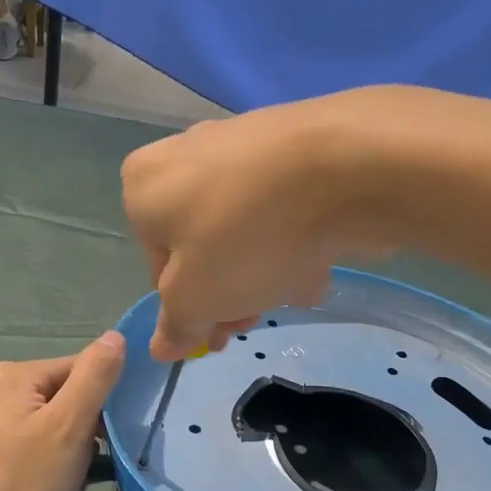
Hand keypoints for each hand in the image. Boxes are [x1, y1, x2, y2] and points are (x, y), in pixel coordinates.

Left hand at [0, 332, 126, 490]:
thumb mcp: (69, 429)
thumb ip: (95, 377)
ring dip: (61, 450)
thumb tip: (116, 335)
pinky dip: (35, 465)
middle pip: (57, 396)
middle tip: (81, 468)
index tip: (106, 441)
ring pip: (39, 425)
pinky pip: (17, 447)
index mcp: (10, 375)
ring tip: (61, 487)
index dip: (102, 402)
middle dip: (80, 429)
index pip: (78, 368)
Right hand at [121, 92, 392, 360]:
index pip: (157, 267)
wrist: (346, 165)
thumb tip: (161, 346)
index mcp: (144, 186)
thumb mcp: (197, 298)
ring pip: (245, 229)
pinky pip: (282, 205)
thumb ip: (177, 325)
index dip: (189, 309)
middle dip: (231, 291)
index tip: (220, 335)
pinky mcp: (291, 144)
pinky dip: (296, 235)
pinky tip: (323, 257)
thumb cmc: (247, 235)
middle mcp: (184, 156)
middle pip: (203, 246)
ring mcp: (241, 144)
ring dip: (268, 270)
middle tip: (259, 316)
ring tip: (301, 286)